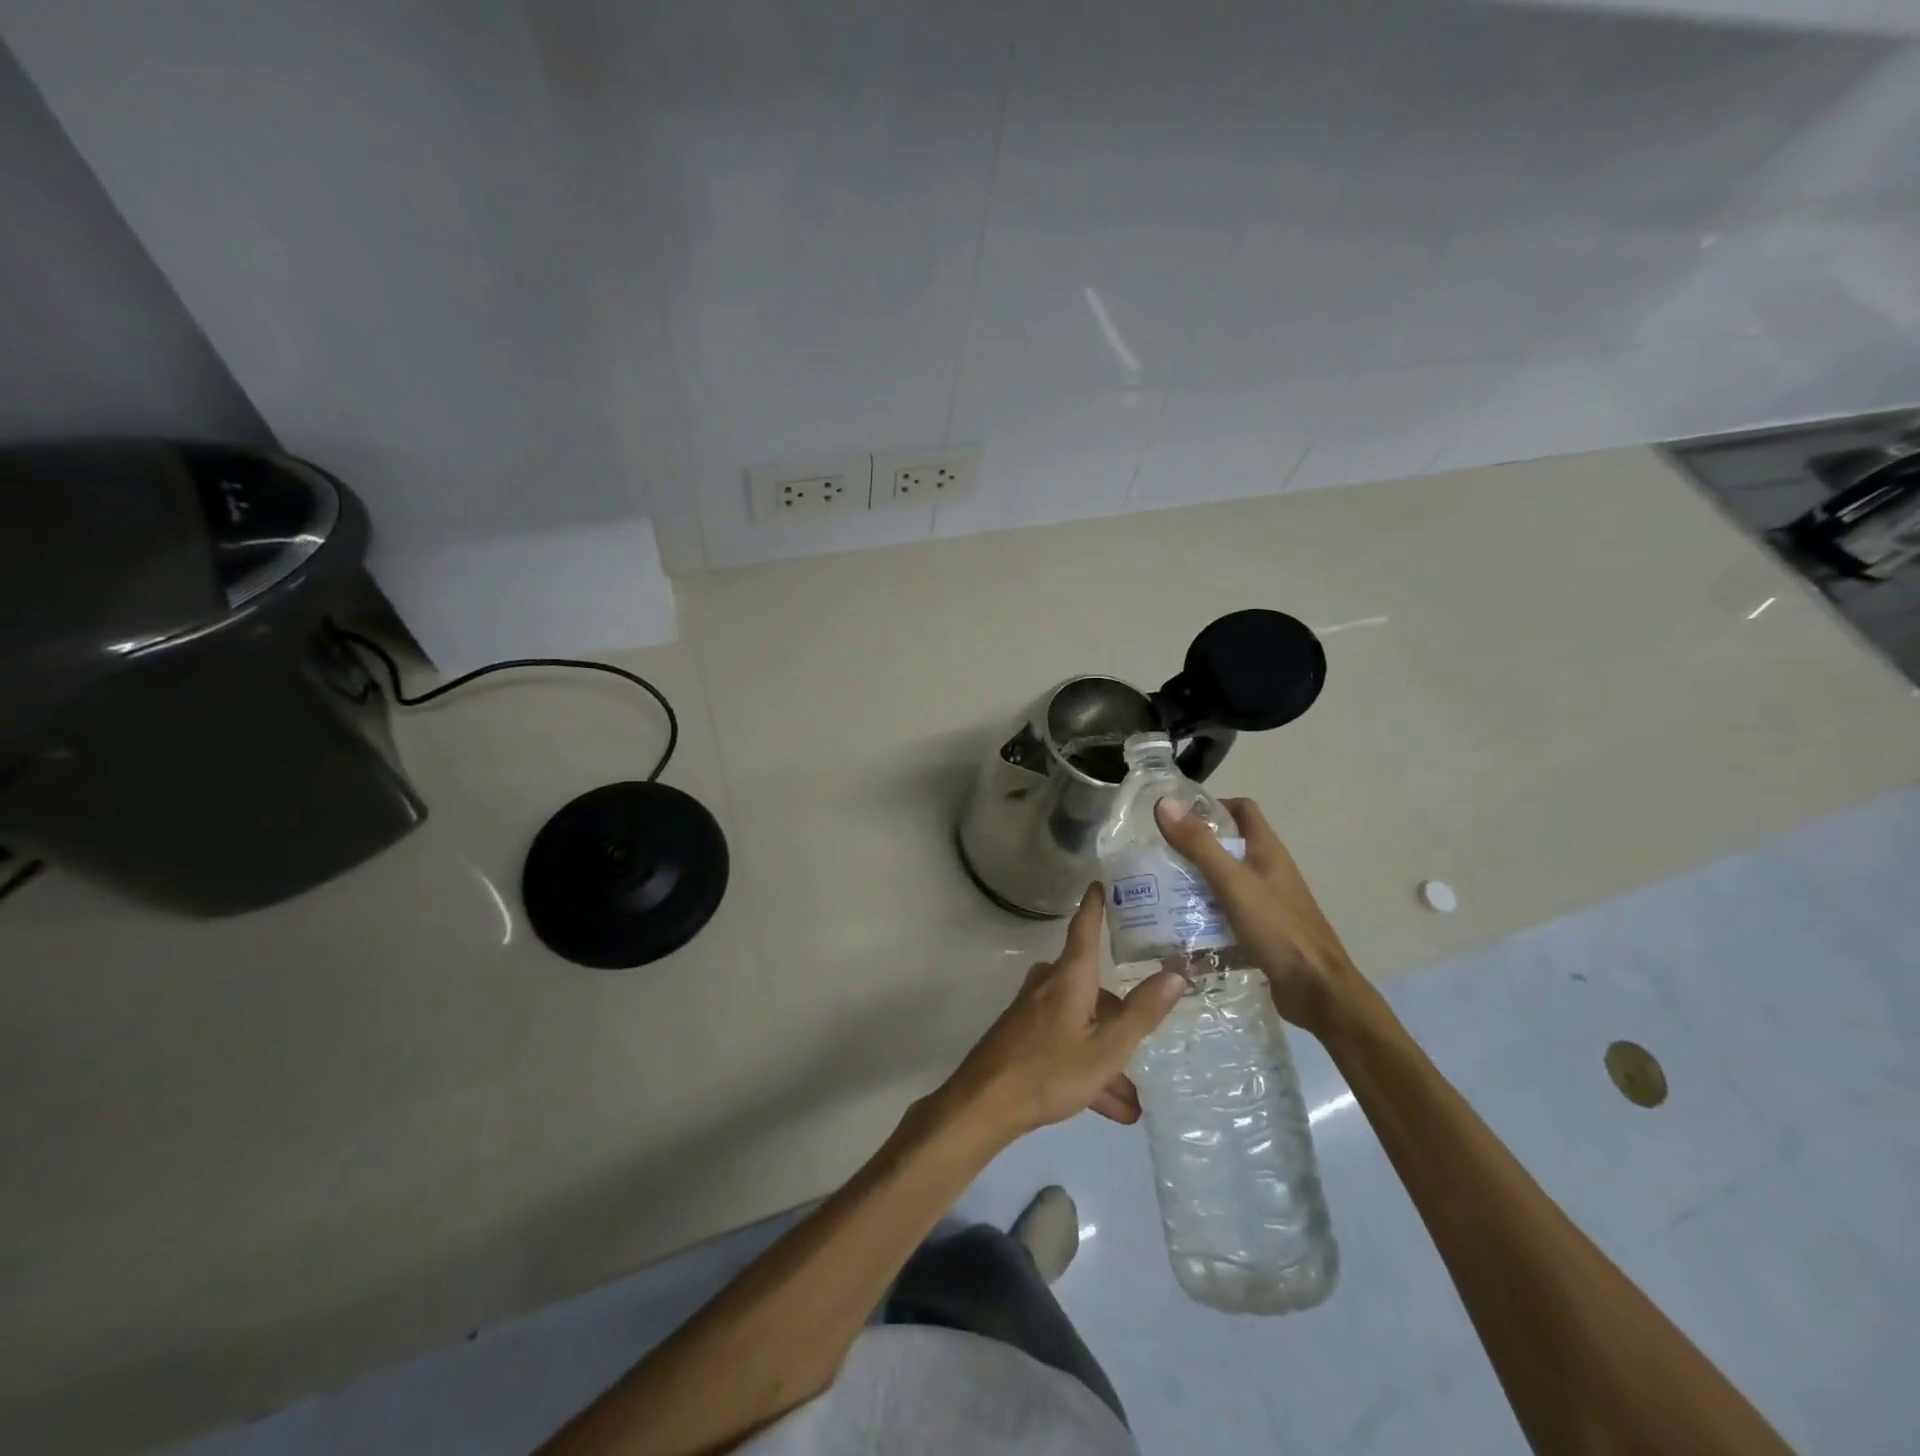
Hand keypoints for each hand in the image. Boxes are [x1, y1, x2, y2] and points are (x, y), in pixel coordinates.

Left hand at [936, 886, 1186, 1142]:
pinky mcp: (1023, 1037)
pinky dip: (1088, 1069)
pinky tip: (1111, 1108)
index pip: (1085, 929)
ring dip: (1106, 1059)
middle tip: (1146, 1039)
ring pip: (1082, 1026)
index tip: (1100, 883)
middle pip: (1092, 988)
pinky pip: (1066, 1044)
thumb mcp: (1107, 1048)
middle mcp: (1049, 985)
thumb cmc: (1049, 1070)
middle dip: (1119, 1019)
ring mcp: (1033, 1011)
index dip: (1095, 906)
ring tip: (1132, 1102)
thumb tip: (1176, 972)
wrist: (984, 1104)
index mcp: (1069, 977)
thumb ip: (1142, 1012)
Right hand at [1155, 796, 1365, 1038]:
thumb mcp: (1233, 883)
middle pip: (1228, 847)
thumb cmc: (1278, 930)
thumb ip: (1199, 845)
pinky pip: (1226, 916)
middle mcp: (1268, 872)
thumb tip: (1165, 803)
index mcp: (1267, 851)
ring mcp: (1266, 903)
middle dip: (1193, 850)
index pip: (1242, 810)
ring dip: (1196, 886)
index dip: (1212, 806)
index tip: (1177, 818)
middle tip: (1158, 858)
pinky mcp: (1261, 932)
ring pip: (1224, 883)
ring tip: (1160, 893)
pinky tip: (1180, 931)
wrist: (1318, 992)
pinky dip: (1205, 919)